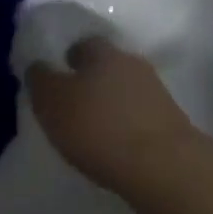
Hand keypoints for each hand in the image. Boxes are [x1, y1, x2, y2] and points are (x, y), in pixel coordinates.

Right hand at [27, 39, 197, 196]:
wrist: (167, 169)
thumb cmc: (100, 127)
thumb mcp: (52, 103)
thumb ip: (40, 81)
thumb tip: (36, 66)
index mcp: (102, 51)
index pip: (84, 44)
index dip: (70, 59)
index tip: (62, 73)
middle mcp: (131, 63)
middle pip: (109, 65)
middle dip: (95, 79)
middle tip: (79, 101)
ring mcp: (158, 94)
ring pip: (129, 91)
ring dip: (116, 104)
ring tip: (101, 128)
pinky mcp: (176, 126)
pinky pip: (145, 118)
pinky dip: (133, 127)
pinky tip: (123, 146)